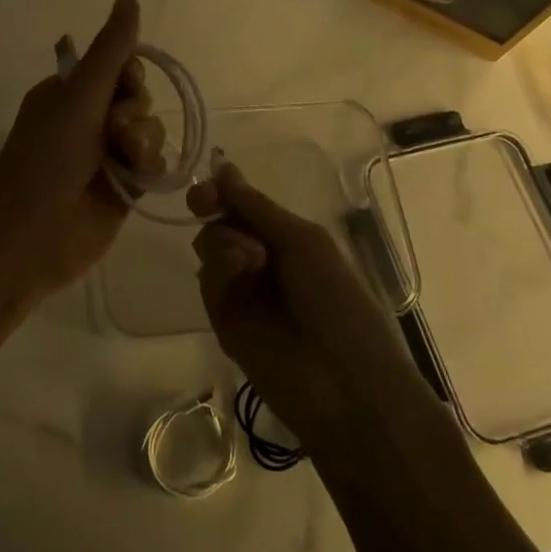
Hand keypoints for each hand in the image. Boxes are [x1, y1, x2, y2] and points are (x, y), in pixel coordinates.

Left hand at [0, 0, 163, 300]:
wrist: (34, 229)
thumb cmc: (49, 154)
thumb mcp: (80, 94)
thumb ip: (111, 49)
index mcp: (71, 93)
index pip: (119, 68)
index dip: (129, 75)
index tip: (122, 85)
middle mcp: (89, 120)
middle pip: (138, 99)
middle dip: (133, 112)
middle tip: (113, 131)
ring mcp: (107, 156)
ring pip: (150, 131)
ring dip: (141, 141)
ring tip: (122, 161)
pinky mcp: (124, 187)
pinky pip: (154, 164)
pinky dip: (149, 167)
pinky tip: (136, 179)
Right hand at [190, 164, 420, 442]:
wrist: (344, 383)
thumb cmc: (337, 300)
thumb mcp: (303, 241)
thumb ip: (256, 207)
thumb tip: (222, 168)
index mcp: (287, 238)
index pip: (244, 205)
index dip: (222, 191)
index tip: (206, 186)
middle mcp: (260, 260)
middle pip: (220, 222)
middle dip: (214, 209)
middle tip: (206, 203)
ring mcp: (241, 291)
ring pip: (209, 247)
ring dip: (223, 241)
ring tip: (250, 259)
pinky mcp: (223, 321)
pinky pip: (208, 281)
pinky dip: (219, 268)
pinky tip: (240, 271)